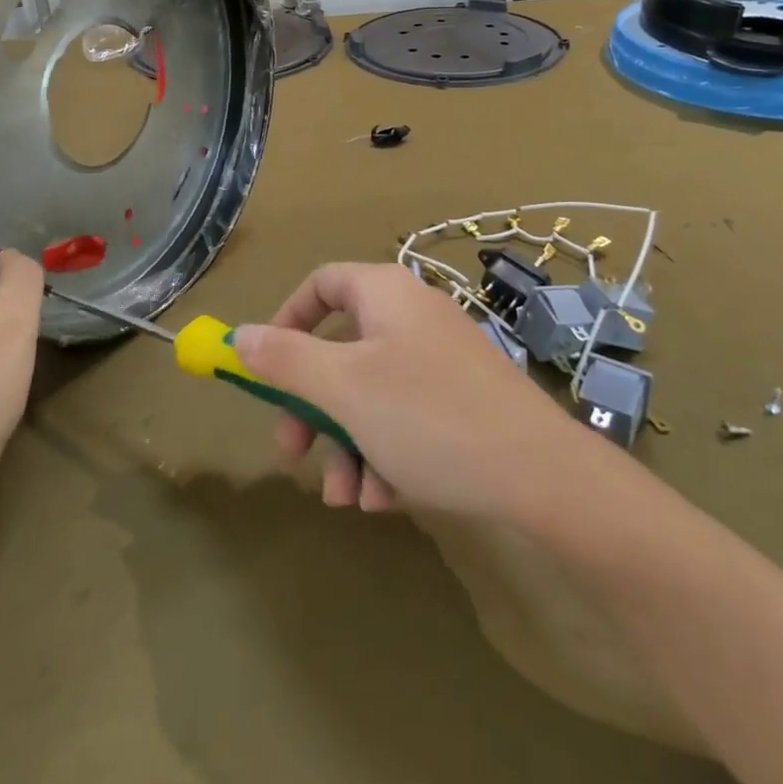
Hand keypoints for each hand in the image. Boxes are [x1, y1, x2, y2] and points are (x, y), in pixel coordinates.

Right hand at [235, 262, 583, 517]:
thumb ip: (285, 360)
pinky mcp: (463, 403)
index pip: (321, 283)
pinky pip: (405, 418)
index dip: (286, 321)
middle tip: (293, 453)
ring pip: (370, 394)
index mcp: (386, 294)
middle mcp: (413, 318)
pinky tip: (387, 499)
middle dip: (311, 406)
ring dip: (347, 444)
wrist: (544, 479)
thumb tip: (239, 336)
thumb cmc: (429, 418)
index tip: (266, 369)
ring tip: (348, 498)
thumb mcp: (343, 388)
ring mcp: (442, 362)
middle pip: (340, 349)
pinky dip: (386, 454)